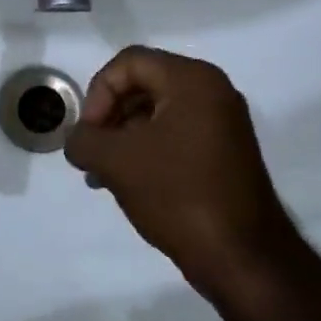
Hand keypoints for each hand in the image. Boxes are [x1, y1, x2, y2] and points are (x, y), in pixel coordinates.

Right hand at [63, 47, 295, 292]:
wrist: (243, 258)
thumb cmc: (178, 195)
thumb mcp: (116, 162)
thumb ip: (84, 140)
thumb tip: (78, 140)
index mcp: (192, 80)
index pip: (129, 63)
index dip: (98, 93)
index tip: (89, 135)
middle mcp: (213, 91)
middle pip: (143, 84)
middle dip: (109, 116)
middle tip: (93, 153)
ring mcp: (222, 123)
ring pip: (157, 113)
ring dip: (124, 137)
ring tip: (102, 175)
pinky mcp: (225, 152)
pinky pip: (175, 135)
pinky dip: (147, 151)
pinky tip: (128, 183)